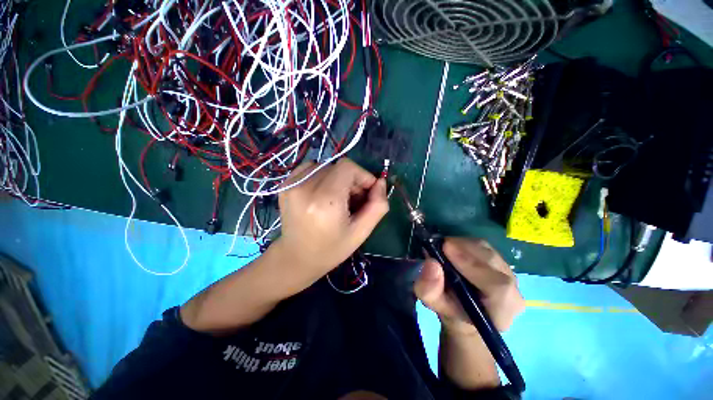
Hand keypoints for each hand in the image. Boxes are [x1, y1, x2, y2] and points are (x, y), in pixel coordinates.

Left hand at [269, 158, 388, 293]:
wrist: (297, 258)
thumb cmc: (331, 249)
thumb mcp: (361, 232)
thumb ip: (377, 205)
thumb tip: (380, 182)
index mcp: (325, 201)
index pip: (347, 167)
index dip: (362, 176)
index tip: (366, 192)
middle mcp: (304, 188)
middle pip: (337, 166)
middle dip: (351, 179)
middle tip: (352, 200)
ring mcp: (291, 184)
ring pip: (325, 165)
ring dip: (337, 177)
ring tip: (337, 197)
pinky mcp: (285, 184)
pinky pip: (310, 168)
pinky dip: (322, 176)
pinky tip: (323, 193)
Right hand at [414, 238, 524, 334]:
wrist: (465, 312)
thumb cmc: (450, 311)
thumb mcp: (434, 305)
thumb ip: (430, 289)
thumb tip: (431, 263)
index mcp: (501, 313)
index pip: (498, 286)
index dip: (472, 265)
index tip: (446, 249)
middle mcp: (514, 292)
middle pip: (492, 262)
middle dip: (463, 249)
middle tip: (440, 244)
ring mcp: (510, 275)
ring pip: (487, 250)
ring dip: (462, 245)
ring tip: (443, 247)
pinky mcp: (501, 262)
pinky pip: (484, 247)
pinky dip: (465, 243)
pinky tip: (452, 247)